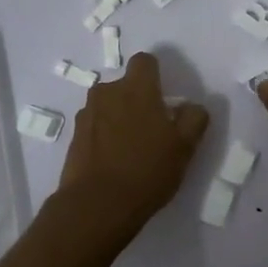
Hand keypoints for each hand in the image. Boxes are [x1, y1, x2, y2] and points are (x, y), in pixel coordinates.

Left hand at [57, 52, 209, 243]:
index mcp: (136, 88)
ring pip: (108, 105)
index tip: (164, 98)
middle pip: (125, 85)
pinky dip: (103, 136)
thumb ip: (194, 118)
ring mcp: (87, 114)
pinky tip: (113, 161)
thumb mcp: (185, 147)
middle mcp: (107, 92)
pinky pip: (94, 126)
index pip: (145, 61)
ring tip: (130, 149)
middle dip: (136, 99)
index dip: (155, 75)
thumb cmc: (147, 170)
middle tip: (151, 129)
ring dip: (118, 117)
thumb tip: (191, 107)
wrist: (96, 205)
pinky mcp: (73, 137)